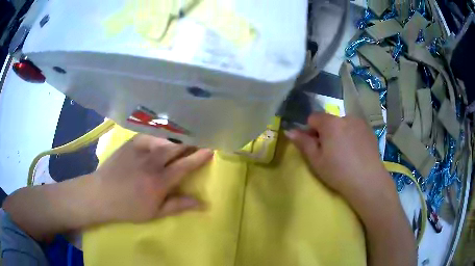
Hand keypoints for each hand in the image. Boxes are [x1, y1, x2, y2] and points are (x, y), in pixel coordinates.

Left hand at [92, 134, 212, 222]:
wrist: (102, 194)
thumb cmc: (129, 208)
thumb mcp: (155, 213)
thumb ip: (179, 205)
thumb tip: (203, 204)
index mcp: (160, 181)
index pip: (185, 165)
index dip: (200, 156)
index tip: (211, 148)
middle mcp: (152, 162)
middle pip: (177, 147)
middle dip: (191, 141)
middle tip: (201, 137)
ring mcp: (140, 150)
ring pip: (165, 139)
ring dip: (178, 137)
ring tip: (186, 134)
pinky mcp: (130, 143)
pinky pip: (150, 135)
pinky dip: (160, 134)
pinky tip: (164, 135)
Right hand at [285, 113, 395, 210]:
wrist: (367, 180)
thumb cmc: (338, 171)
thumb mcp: (316, 160)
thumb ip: (303, 142)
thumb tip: (289, 130)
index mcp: (330, 123)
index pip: (313, 117)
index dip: (310, 130)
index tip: (314, 146)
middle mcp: (346, 117)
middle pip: (329, 120)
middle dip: (326, 132)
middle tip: (329, 152)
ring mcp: (360, 123)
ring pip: (343, 124)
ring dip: (339, 133)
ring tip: (344, 153)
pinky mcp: (369, 130)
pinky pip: (355, 128)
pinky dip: (352, 135)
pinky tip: (355, 152)